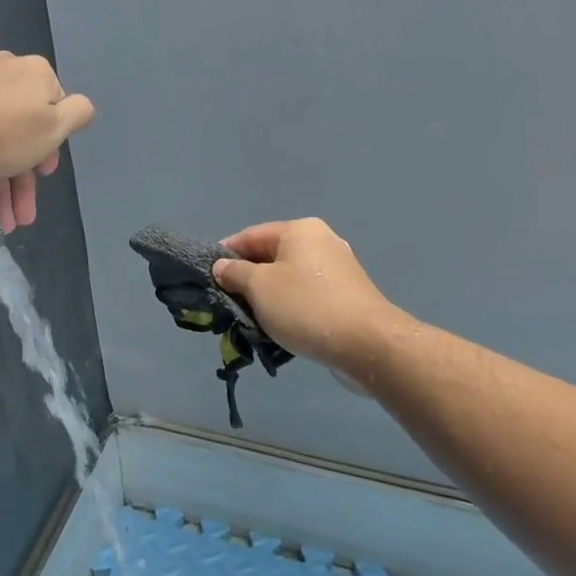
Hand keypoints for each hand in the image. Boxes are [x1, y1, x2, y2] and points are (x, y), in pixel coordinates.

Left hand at [0, 52, 94, 231]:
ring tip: (2, 224)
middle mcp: (4, 73)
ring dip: (4, 188)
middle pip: (24, 132)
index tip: (45, 174)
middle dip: (25, 180)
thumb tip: (82, 106)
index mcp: (34, 73)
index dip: (53, 145)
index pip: (55, 108)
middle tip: (23, 214)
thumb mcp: (55, 127)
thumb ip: (78, 114)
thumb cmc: (5, 131)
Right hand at [212, 219, 402, 373]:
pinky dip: (289, 309)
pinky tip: (280, 330)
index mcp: (299, 230)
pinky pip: (306, 296)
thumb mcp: (259, 287)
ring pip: (287, 280)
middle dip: (246, 281)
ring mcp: (337, 269)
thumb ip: (234, 273)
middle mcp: (320, 241)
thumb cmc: (306, 307)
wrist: (368, 344)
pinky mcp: (346, 295)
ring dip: (267, 299)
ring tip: (251, 322)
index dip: (225, 255)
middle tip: (227, 304)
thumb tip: (222, 266)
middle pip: (269, 257)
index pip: (249, 236)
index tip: (207, 278)